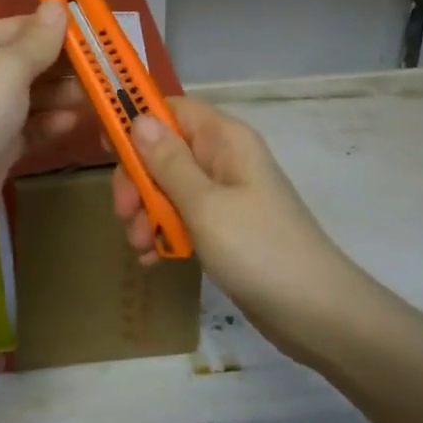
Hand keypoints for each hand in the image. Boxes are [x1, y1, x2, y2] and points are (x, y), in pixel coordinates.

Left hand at [0, 1, 84, 262]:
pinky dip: (48, 123)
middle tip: (106, 70)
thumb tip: (56, 5)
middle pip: (26, 61)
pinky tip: (73, 123)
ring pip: (30, 96)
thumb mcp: (6, 69)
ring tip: (97, 97)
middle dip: (64, 65)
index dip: (57, 29)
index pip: (19, 26)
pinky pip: (26, 127)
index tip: (99, 35)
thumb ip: (38, 40)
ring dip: (61, 95)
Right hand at [112, 98, 362, 348]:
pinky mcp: (224, 227)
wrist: (316, 313)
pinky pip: (183, 217)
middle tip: (125, 215)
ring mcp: (225, 194)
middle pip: (163, 152)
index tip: (107, 151)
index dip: (136, 122)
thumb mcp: (204, 204)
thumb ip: (168, 161)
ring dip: (147, 213)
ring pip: (168, 187)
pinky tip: (154, 260)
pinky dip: (165, 233)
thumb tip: (138, 118)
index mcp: (224, 140)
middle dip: (138, 182)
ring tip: (141, 247)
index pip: (172, 109)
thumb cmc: (258, 249)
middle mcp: (224, 159)